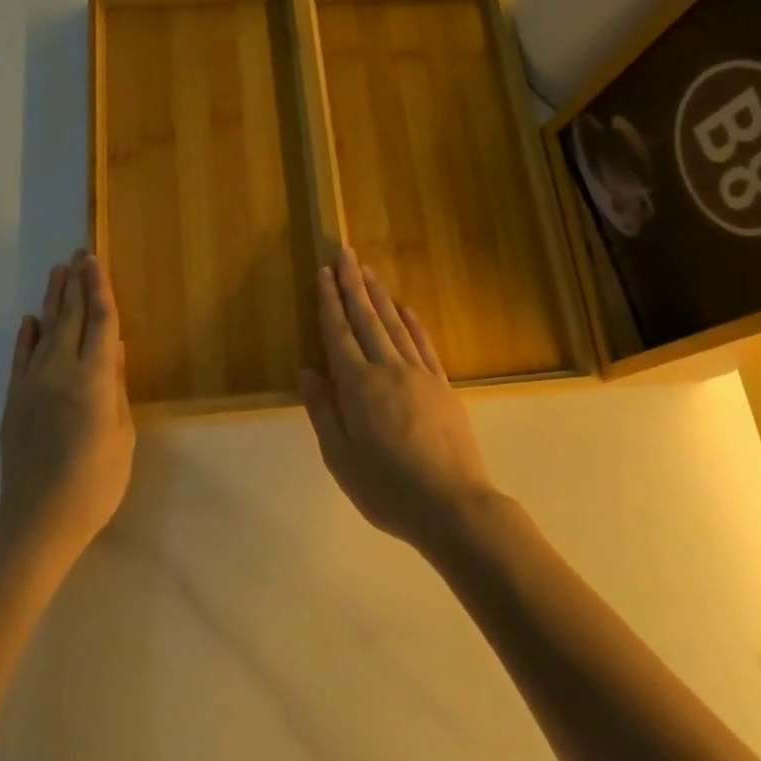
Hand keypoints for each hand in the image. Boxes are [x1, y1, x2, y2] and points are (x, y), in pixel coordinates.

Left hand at [0, 251, 134, 560]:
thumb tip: (117, 350)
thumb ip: (118, 388)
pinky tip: (31, 319)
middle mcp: (61, 371)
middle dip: (76, 284)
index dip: (100, 289)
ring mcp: (32, 384)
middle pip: (71, 318)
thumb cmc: (95, 483)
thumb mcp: (122, 436)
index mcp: (94, 379)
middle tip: (79, 254)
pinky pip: (21, 358)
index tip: (96, 261)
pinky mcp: (14, 400)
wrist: (37, 520)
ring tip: (58, 272)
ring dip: (53, 300)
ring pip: (45, 331)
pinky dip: (26, 336)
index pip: (101, 322)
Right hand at [300, 249, 499, 555]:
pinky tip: (406, 309)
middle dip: (353, 285)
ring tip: (368, 272)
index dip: (330, 302)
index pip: (339, 333)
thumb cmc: (387, 488)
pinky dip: (413, 323)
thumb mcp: (340, 458)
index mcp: (358, 386)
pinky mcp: (443, 385)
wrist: (453, 506)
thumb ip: (323, 412)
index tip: (324, 273)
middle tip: (345, 254)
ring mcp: (420, 374)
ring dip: (380, 296)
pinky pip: (424, 344)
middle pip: (367, 319)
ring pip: (395, 325)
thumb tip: (307, 372)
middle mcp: (388, 369)